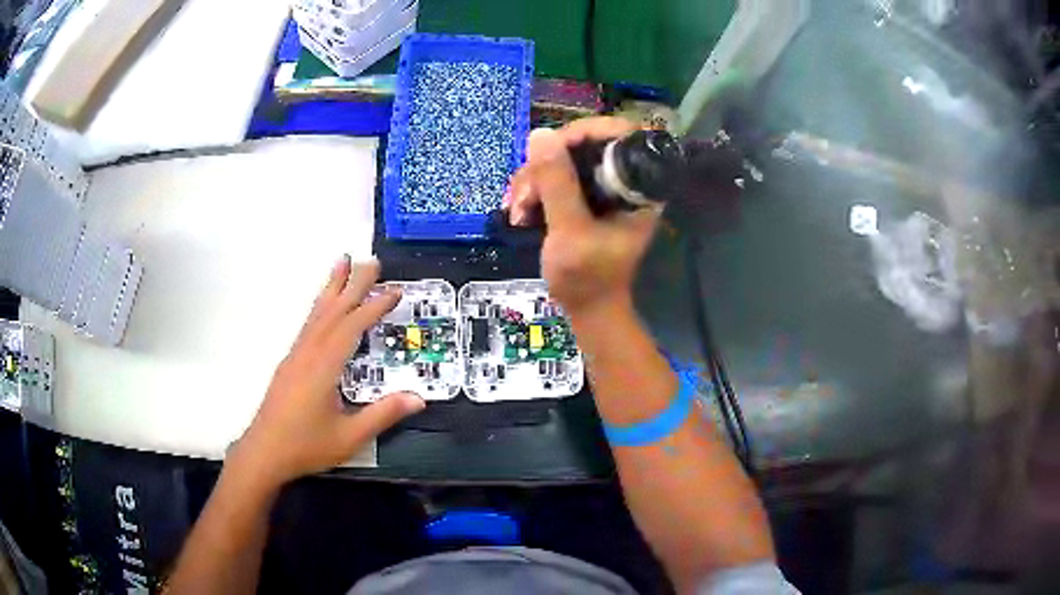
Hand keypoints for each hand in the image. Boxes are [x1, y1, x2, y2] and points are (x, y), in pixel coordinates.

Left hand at [231, 256, 424, 488]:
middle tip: (370, 260)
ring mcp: (296, 355)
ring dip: (331, 287)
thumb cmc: (306, 446)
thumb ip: (383, 415)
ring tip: (342, 263)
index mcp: (323, 367)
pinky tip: (323, 305)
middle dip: (353, 284)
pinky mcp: (290, 362)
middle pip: (333, 311)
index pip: (351, 328)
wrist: (264, 452)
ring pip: (316, 314)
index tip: (394, 290)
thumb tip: (419, 398)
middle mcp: (308, 353)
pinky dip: (319, 306)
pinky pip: (308, 325)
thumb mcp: (349, 437)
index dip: (374, 307)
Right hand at [505, 117, 659, 315]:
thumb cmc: (587, 278)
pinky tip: (519, 211)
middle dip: (547, 164)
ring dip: (533, 180)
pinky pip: (556, 177)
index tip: (550, 150)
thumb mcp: (570, 231)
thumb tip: (539, 135)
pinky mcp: (584, 198)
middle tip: (524, 193)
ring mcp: (602, 189)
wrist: (587, 309)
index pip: (621, 134)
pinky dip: (534, 189)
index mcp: (637, 188)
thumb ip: (558, 184)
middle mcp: (623, 181)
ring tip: (517, 210)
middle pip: (584, 144)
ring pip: (564, 160)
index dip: (585, 132)